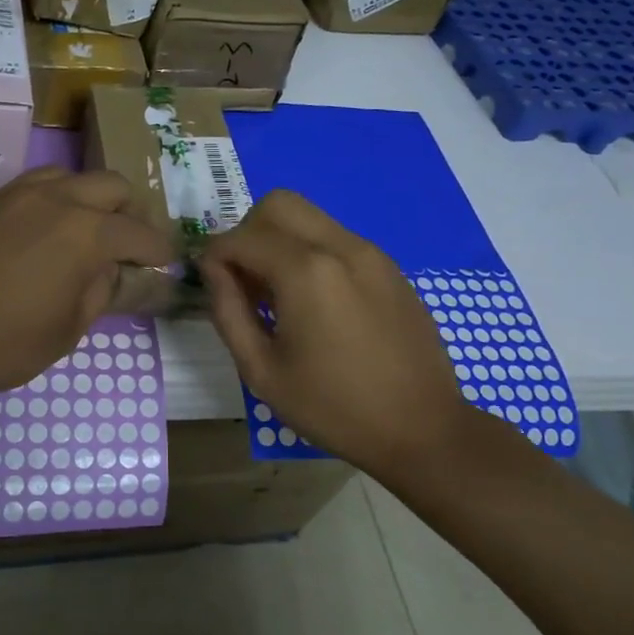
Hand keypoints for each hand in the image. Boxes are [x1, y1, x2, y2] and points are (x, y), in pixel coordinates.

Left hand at [0, 169, 176, 394]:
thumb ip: (98, 293)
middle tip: (126, 240)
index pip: (139, 232)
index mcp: (86, 233)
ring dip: (86, 197)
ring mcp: (14, 194)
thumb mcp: (65, 332)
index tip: (164, 260)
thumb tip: (111, 272)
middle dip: (129, 210)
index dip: (158, 248)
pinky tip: (35, 233)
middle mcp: (56, 199)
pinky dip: (48, 203)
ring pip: (67, 176)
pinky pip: (28, 188)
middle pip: (110, 185)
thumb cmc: (1, 341)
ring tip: (81, 228)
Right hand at [202, 190, 473, 476]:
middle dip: (248, 232)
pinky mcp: (390, 268)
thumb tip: (212, 271)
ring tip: (279, 294)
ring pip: (310, 216)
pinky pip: (337, 239)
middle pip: (278, 204)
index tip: (211, 286)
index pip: (241, 237)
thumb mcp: (261, 370)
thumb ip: (228, 311)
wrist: (423, 430)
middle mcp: (340, 246)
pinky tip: (316, 303)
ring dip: (281, 240)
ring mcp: (371, 253)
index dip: (214, 257)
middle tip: (245, 279)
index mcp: (305, 272)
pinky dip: (312, 253)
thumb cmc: (333, 407)